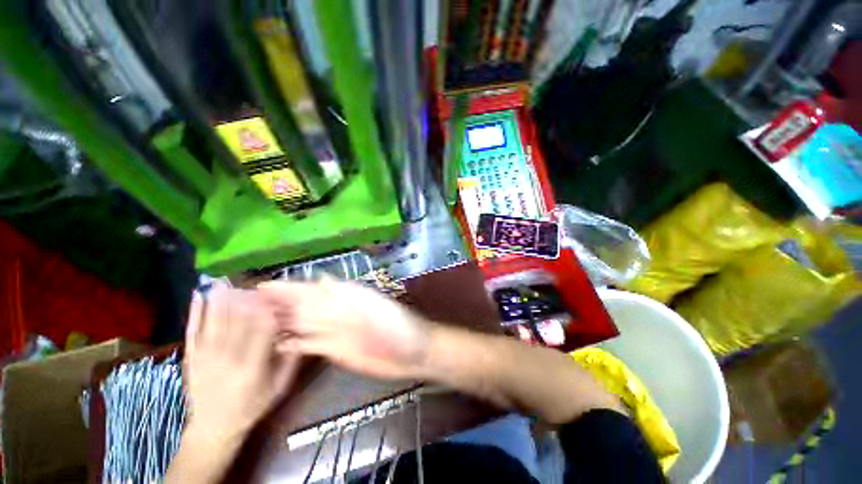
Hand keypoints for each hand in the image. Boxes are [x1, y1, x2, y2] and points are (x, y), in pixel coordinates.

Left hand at [183, 288, 298, 443]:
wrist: (213, 428)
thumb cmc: (251, 406)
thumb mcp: (279, 388)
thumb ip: (290, 362)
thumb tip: (300, 335)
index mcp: (252, 368)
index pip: (263, 332)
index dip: (268, 311)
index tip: (274, 296)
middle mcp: (228, 359)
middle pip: (238, 323)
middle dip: (245, 300)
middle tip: (252, 283)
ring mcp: (206, 357)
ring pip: (214, 323)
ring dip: (220, 300)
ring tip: (225, 281)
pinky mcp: (191, 357)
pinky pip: (193, 331)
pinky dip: (195, 313)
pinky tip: (198, 296)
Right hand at [257, 279, 430, 380]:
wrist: (411, 350)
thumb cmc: (398, 324)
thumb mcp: (376, 304)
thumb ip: (349, 293)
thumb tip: (320, 280)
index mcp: (345, 298)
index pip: (310, 290)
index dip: (287, 288)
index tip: (260, 287)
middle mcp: (334, 312)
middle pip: (300, 306)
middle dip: (275, 305)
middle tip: (242, 307)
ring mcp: (332, 332)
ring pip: (300, 325)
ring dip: (278, 324)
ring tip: (249, 326)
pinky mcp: (333, 351)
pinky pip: (307, 346)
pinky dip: (290, 345)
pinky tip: (272, 347)